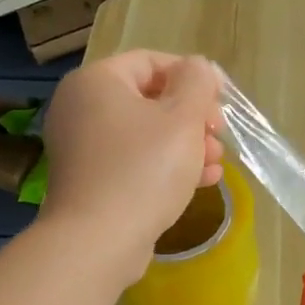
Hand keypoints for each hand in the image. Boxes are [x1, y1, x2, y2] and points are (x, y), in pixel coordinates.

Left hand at [39, 50, 223, 284]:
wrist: (98, 242)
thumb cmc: (143, 170)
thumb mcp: (182, 118)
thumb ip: (196, 82)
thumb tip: (198, 67)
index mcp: (97, 82)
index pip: (151, 62)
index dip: (193, 76)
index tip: (222, 99)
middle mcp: (81, 108)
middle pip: (149, 98)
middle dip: (192, 116)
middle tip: (219, 135)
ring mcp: (82, 147)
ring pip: (145, 134)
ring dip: (186, 144)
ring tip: (216, 163)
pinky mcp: (90, 181)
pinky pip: (133, 161)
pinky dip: (165, 166)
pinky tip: (201, 181)